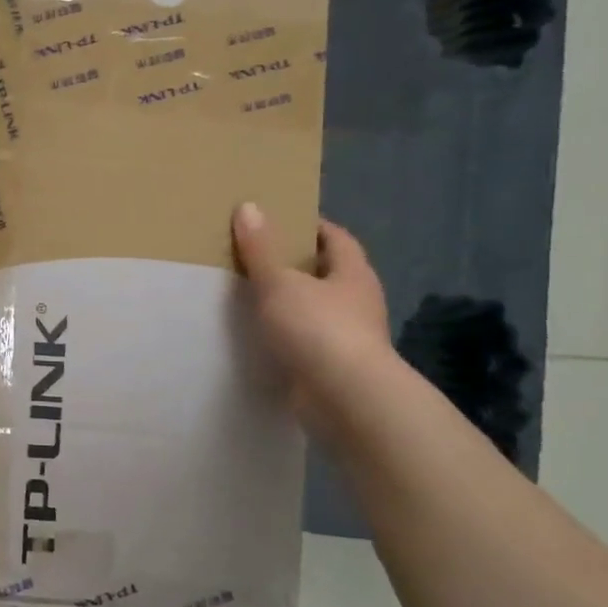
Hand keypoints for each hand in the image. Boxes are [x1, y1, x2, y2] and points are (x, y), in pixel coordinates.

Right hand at [232, 203, 393, 432]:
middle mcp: (358, 301)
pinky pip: (309, 339)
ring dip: (292, 301)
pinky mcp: (336, 366)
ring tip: (253, 294)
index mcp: (353, 273)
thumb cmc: (318, 329)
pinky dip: (289, 333)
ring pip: (318, 308)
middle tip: (258, 254)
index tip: (281, 219)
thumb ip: (261, 249)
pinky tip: (263, 334)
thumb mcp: (280, 283)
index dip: (311, 225)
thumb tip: (249, 207)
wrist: (346, 399)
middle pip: (328, 272)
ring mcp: (351, 336)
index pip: (336, 238)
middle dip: (298, 263)